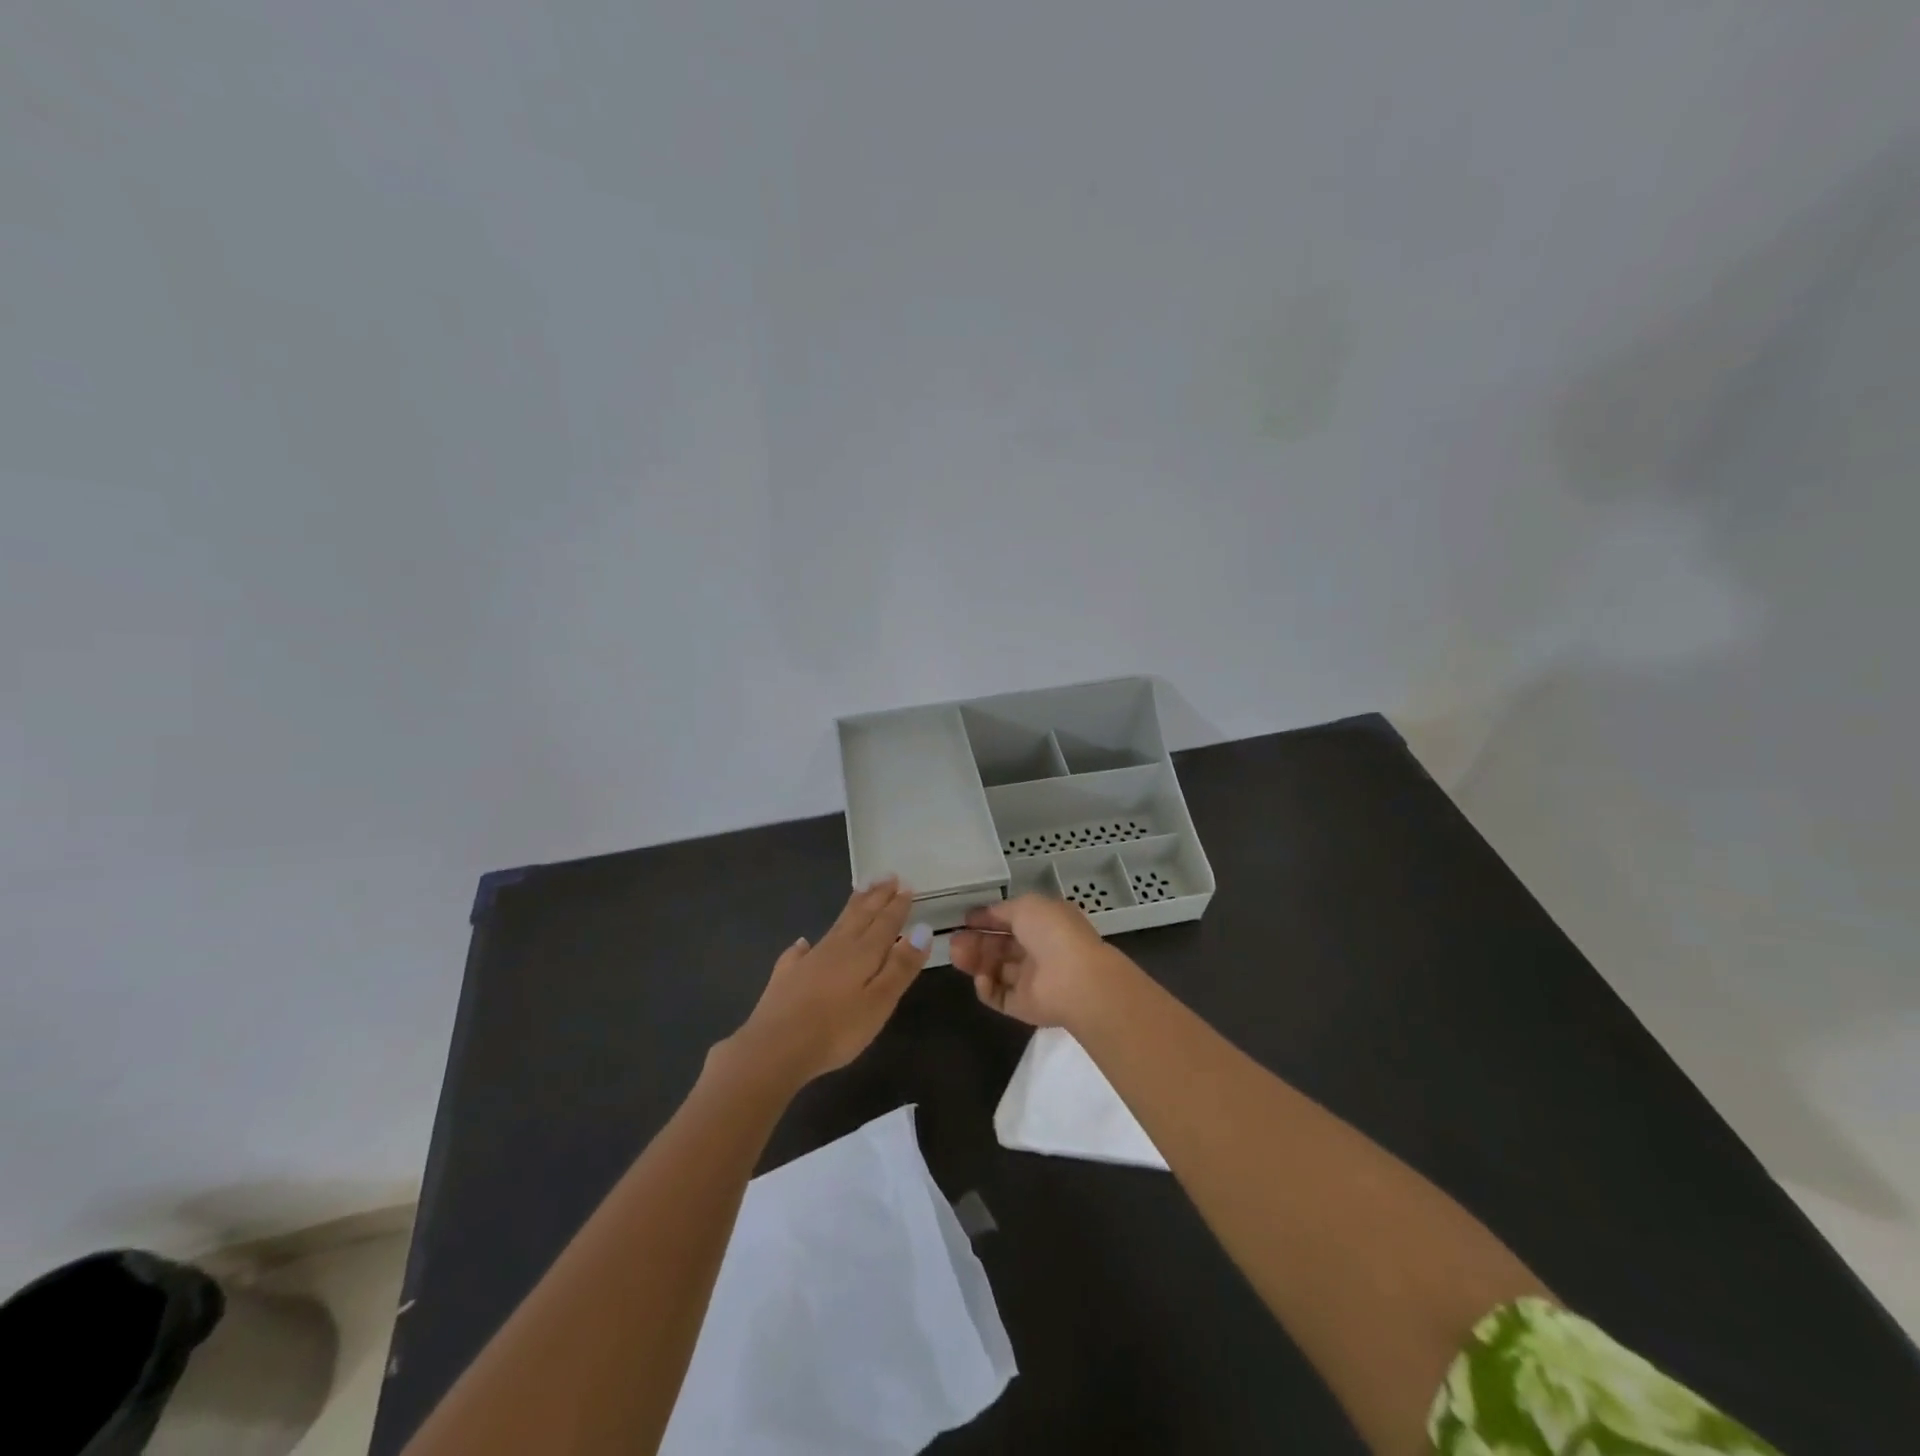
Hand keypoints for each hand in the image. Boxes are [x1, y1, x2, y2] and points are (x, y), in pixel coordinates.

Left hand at [724, 877, 931, 1089]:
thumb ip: (901, 966)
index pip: (885, 923)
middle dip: (876, 896)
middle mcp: (836, 949)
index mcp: (863, 954)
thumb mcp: (879, 1002)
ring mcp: (808, 961)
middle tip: (887, 875)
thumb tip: (922, 928)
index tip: (906, 885)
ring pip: (835, 926)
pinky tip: (803, 943)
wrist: (774, 1049)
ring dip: (851, 908)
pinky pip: (798, 953)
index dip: (897, 906)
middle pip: (860, 916)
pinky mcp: (785, 978)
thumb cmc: (836, 1030)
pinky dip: (804, 945)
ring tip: (860, 891)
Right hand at [948, 894, 1125, 1028]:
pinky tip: (981, 977)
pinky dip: (986, 987)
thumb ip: (1002, 910)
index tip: (964, 920)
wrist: (1075, 980)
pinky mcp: (1024, 1006)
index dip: (987, 920)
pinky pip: (999, 996)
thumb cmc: (1052, 933)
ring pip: (996, 970)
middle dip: (976, 942)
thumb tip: (984, 914)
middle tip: (953, 941)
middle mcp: (1039, 952)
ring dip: (975, 962)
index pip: (1011, 921)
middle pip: (1000, 947)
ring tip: (956, 955)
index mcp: (1045, 924)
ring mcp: (1032, 981)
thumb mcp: (1026, 906)